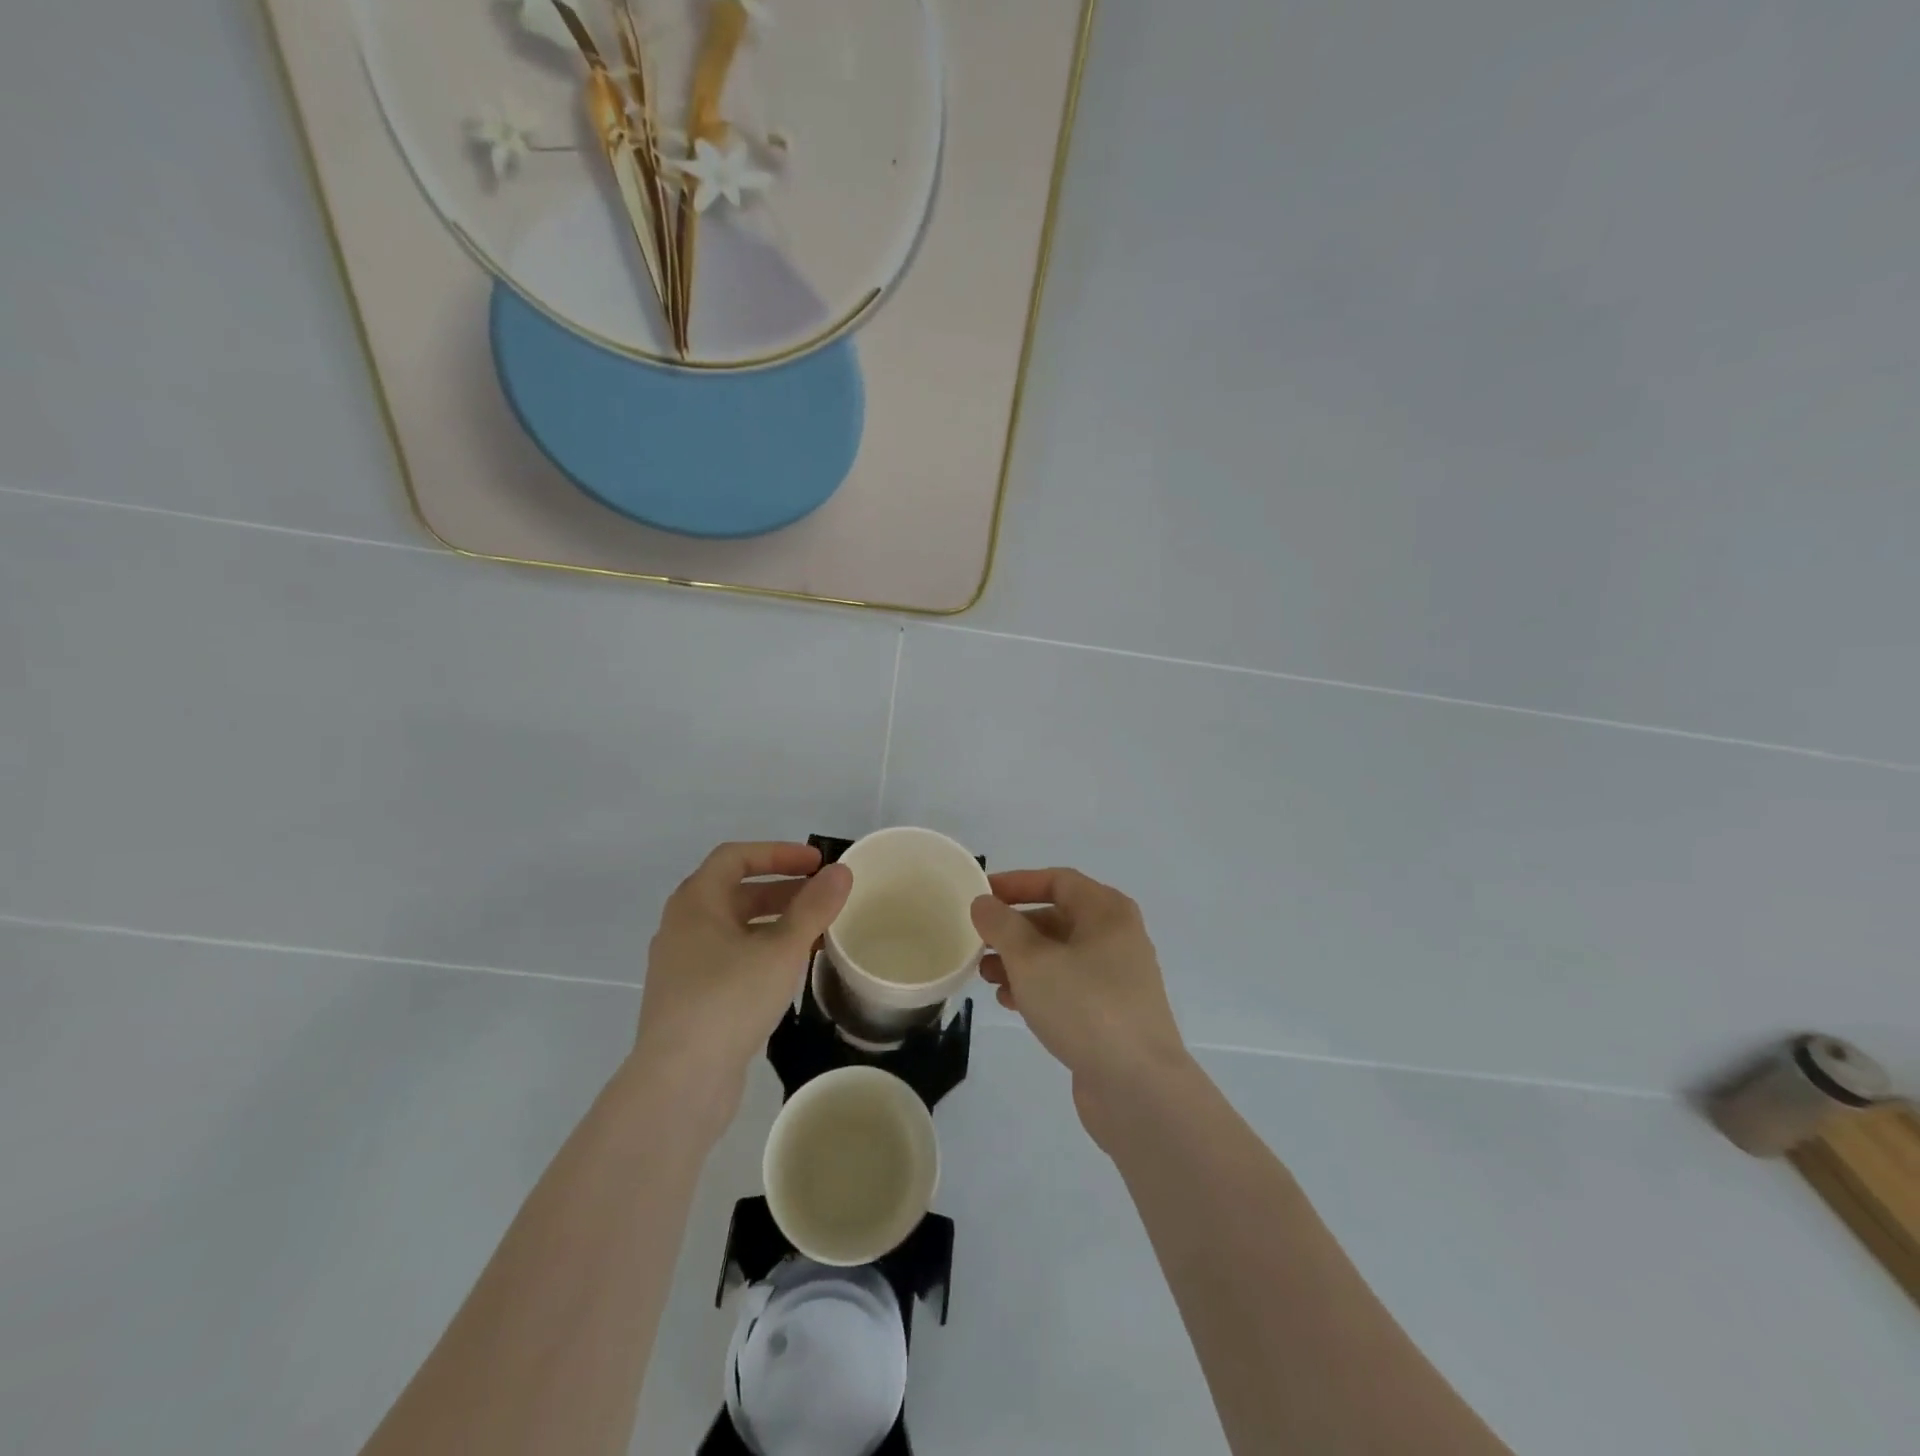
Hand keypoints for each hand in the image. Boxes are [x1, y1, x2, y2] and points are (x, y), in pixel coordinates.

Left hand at [631, 842, 851, 1122]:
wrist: (679, 1083)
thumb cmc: (729, 1000)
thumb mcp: (781, 949)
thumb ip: (814, 908)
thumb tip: (841, 872)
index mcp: (695, 902)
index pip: (736, 857)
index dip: (778, 853)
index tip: (816, 863)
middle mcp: (683, 927)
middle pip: (735, 892)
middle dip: (782, 890)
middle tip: (822, 897)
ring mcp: (683, 966)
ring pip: (734, 929)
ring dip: (775, 923)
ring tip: (815, 934)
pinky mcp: (690, 1000)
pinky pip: (730, 959)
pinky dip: (761, 952)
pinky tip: (790, 972)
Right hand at [970, 868, 1189, 1135]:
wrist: (1138, 1088)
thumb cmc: (1085, 1006)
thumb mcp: (1032, 959)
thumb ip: (1002, 925)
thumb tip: (984, 903)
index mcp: (1107, 911)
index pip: (1057, 880)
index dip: (1016, 883)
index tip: (981, 896)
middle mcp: (1117, 937)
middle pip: (1057, 918)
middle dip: (1014, 928)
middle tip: (979, 942)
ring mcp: (1117, 978)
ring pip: (1059, 955)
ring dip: (1020, 961)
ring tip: (985, 976)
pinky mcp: (1111, 1014)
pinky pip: (1068, 986)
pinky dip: (1038, 987)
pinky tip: (1010, 1003)